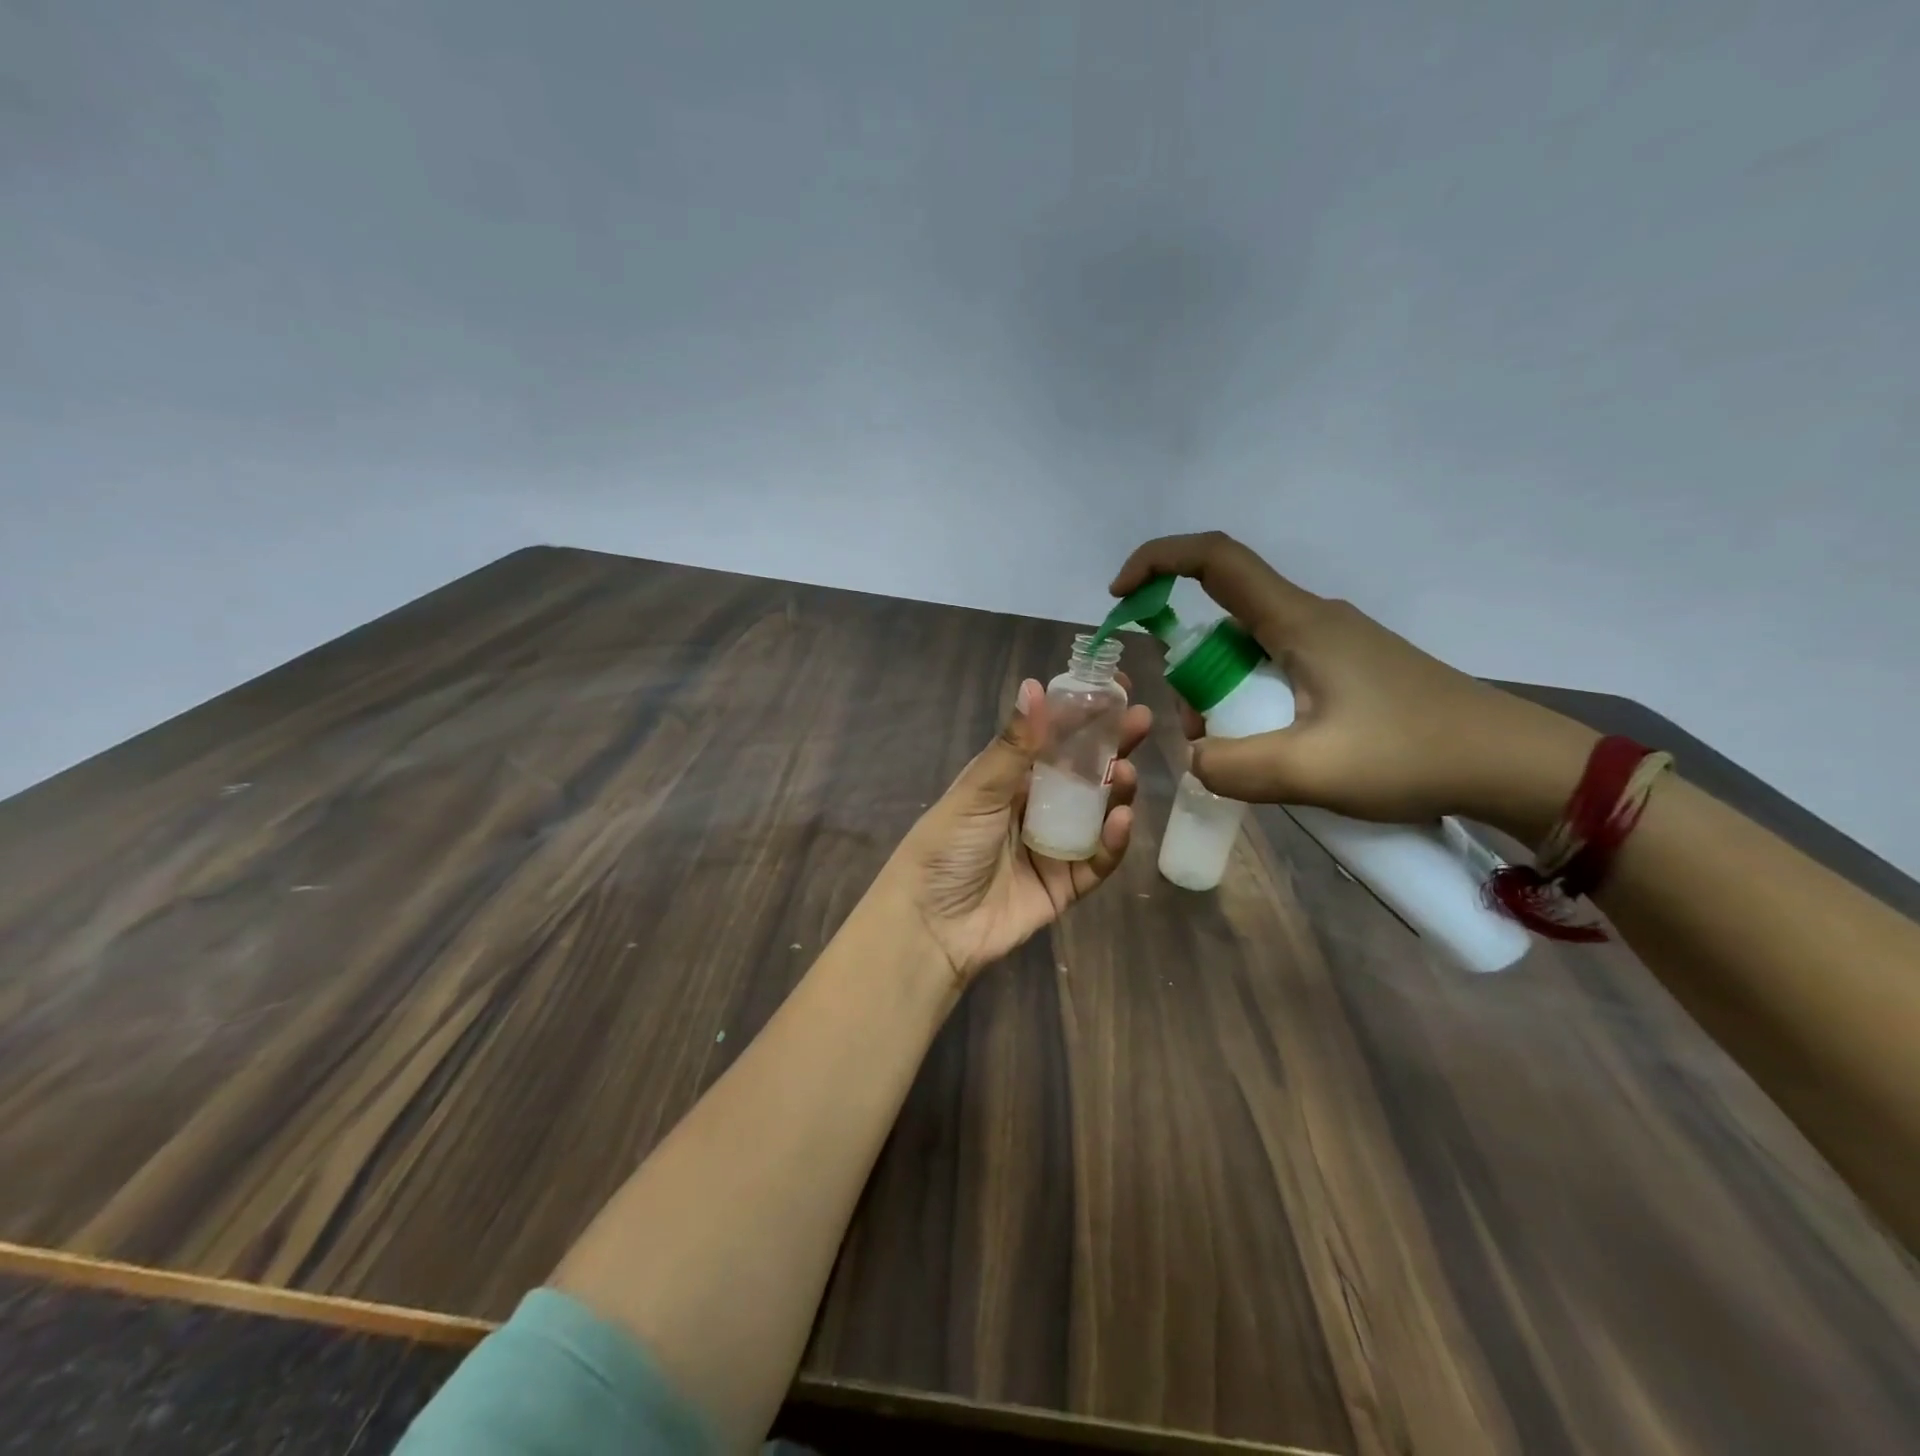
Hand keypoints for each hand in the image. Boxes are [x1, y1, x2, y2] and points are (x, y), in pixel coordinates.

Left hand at [878, 676, 1152, 984]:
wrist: (932, 926)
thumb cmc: (947, 847)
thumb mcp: (977, 791)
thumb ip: (1013, 745)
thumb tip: (1035, 685)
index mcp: (1007, 779)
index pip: (1052, 738)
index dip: (1082, 714)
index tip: (1113, 688)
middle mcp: (1033, 807)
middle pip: (1081, 772)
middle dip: (1110, 747)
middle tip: (1139, 722)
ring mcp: (1052, 846)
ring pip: (1095, 813)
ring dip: (1114, 791)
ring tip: (1126, 773)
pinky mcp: (1065, 884)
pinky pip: (1097, 860)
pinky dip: (1111, 841)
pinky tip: (1121, 820)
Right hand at [1111, 532, 1596, 835]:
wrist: (1513, 766)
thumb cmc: (1413, 755)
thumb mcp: (1310, 771)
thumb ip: (1233, 766)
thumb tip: (1196, 758)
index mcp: (1298, 622)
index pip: (1215, 560)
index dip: (1158, 562)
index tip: (1120, 597)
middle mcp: (1312, 619)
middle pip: (1224, 621)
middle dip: (1194, 675)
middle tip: (1205, 737)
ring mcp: (1334, 644)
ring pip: (1250, 655)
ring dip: (1228, 700)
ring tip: (1252, 761)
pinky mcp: (1349, 670)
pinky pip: (1279, 675)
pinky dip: (1259, 708)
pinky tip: (1284, 755)